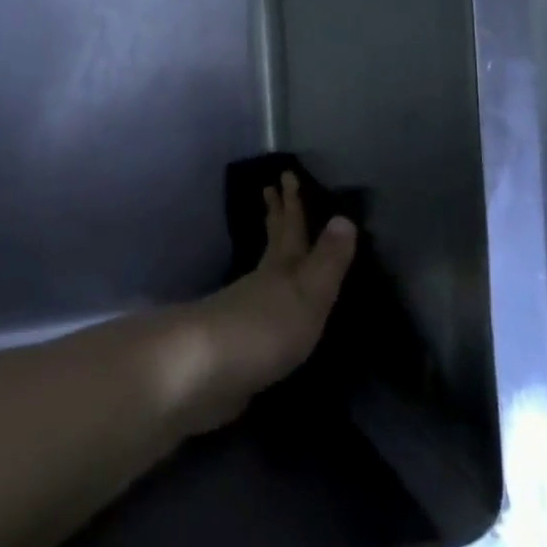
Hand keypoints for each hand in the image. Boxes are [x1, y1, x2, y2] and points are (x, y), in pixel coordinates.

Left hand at [148, 172, 355, 434]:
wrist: (201, 374)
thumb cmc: (263, 329)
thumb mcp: (307, 293)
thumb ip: (327, 261)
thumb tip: (345, 217)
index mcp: (280, 269)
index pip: (290, 229)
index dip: (292, 203)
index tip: (286, 173)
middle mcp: (259, 284)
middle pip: (270, 245)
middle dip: (274, 218)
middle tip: (268, 190)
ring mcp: (242, 314)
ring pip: (262, 276)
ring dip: (270, 256)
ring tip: (275, 247)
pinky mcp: (234, 346)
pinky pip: (257, 312)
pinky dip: (264, 301)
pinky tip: (266, 310)